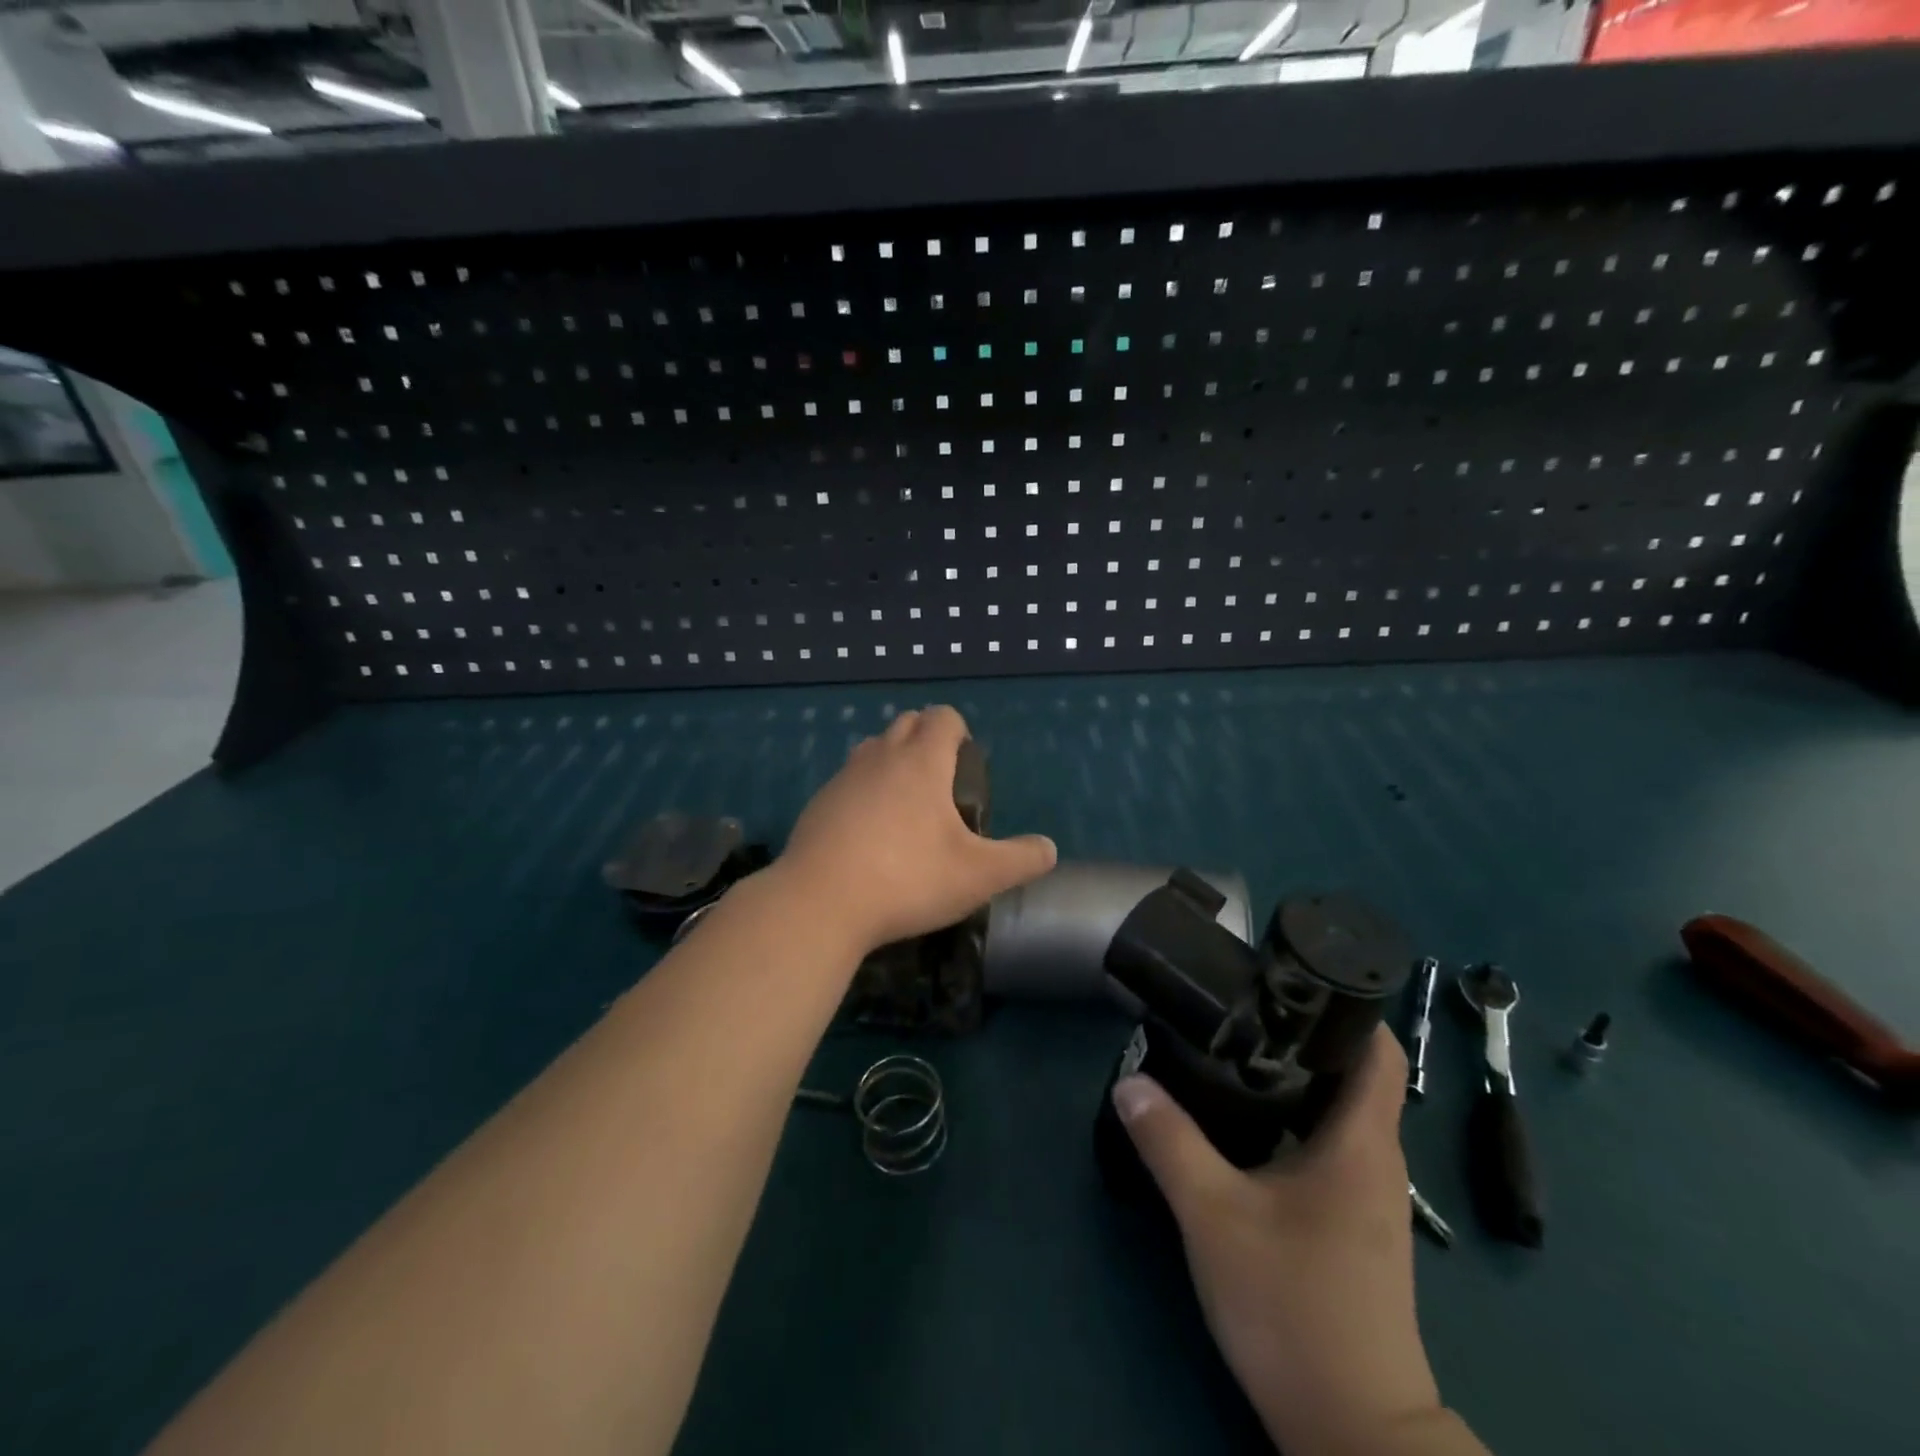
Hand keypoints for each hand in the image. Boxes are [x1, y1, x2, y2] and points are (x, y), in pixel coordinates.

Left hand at [775, 705, 1056, 954]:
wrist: (820, 904)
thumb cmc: (908, 880)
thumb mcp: (979, 876)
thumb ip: (1021, 859)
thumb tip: (1048, 849)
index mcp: (921, 761)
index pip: (943, 717)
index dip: (959, 731)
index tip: (966, 765)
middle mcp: (880, 757)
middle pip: (906, 723)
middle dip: (926, 740)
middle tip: (942, 786)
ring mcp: (843, 778)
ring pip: (873, 749)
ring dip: (892, 761)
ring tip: (906, 807)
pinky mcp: (817, 804)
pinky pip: (848, 780)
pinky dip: (864, 791)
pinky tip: (869, 834)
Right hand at [1113, 1028, 1459, 1455]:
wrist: (1352, 1430)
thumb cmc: (1294, 1306)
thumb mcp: (1214, 1216)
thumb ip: (1170, 1142)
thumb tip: (1130, 1082)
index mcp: (1361, 1144)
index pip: (1378, 1050)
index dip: (1348, 1005)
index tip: (1294, 975)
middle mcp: (1375, 1161)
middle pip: (1352, 1075)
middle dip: (1303, 1035)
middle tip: (1241, 1005)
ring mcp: (1367, 1198)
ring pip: (1336, 1114)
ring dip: (1294, 1080)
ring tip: (1234, 1051)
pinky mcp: (1350, 1226)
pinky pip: (1327, 1148)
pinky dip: (1292, 1121)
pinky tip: (1244, 1125)